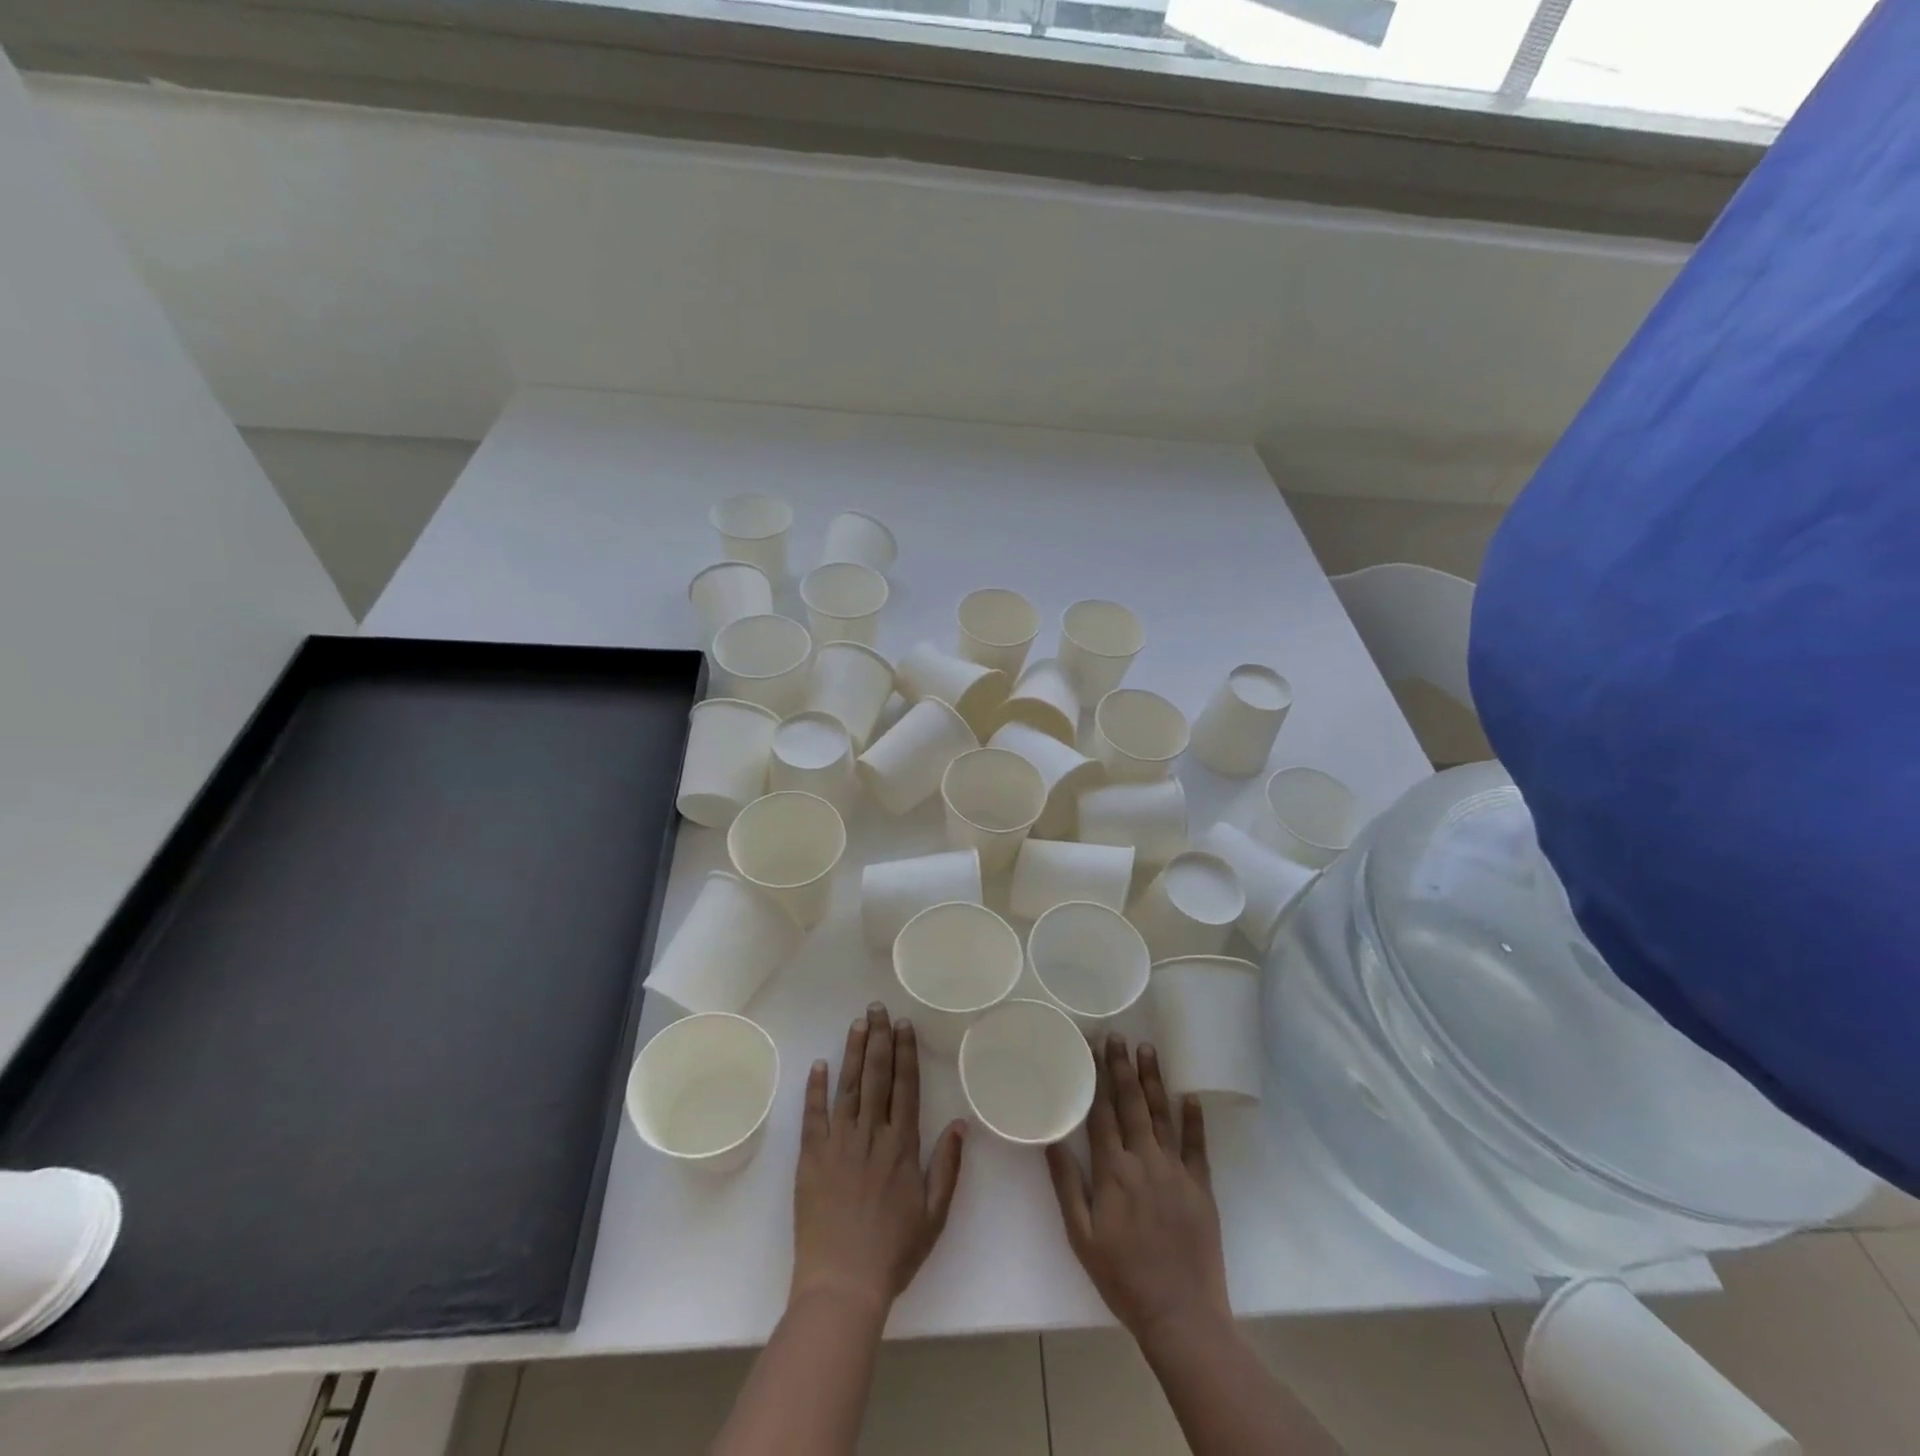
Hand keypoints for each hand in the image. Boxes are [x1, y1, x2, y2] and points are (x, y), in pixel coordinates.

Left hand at [792, 1003, 966, 1316]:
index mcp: (902, 1146)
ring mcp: (839, 1143)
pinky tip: (819, 1063)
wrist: (842, 1285)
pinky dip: (816, 1088)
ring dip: (853, 1052)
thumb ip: (947, 1166)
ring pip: (848, 1087)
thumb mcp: (934, 1215)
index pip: (906, 1086)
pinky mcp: (811, 1157)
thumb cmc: (893, 1253)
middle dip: (879, 1039)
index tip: (904, 1025)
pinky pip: (814, 1115)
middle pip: (877, 1076)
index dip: (905, 1053)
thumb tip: (960, 1123)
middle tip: (878, 1007)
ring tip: (857, 1022)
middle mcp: (871, 1135)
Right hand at [1046, 1034, 1230, 1345]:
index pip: (1102, 1113)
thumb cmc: (1123, 1278)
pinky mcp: (1201, 1186)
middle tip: (1118, 1036)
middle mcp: (1144, 1161)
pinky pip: (1197, 1145)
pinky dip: (1193, 1119)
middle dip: (1123, 1067)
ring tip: (1148, 1049)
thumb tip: (1051, 1140)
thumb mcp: (1082, 1237)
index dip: (1095, 1078)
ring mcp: (1176, 1171)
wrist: (1181, 1315)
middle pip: (1131, 1104)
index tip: (1091, 1048)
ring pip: (1162, 1115)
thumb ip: (1067, 1185)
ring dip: (1154, 1080)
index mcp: (1113, 1172)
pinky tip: (1189, 1095)